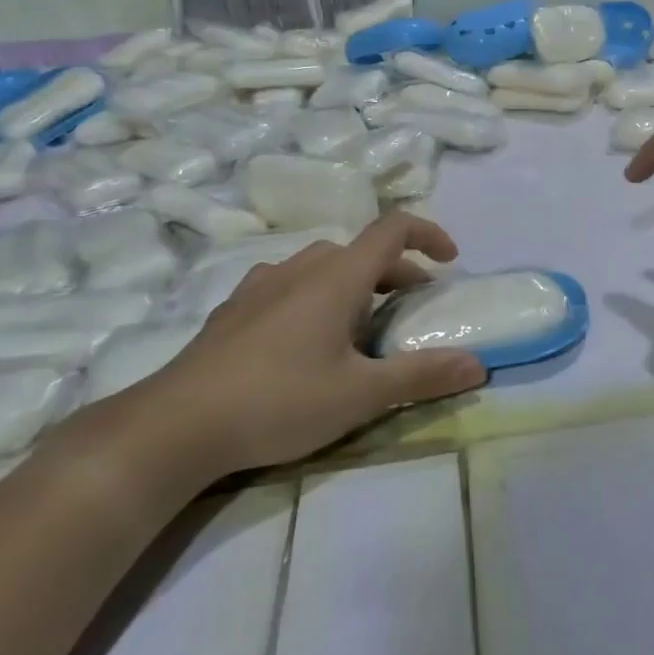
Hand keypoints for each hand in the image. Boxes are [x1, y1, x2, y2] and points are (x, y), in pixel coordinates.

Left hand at [128, 212, 485, 477]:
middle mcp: (300, 267)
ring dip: (355, 284)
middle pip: (361, 251)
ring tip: (361, 326)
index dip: (429, 234)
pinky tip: (304, 340)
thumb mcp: (361, 394)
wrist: (174, 425)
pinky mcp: (233, 309)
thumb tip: (479, 364)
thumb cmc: (280, 400)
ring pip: (322, 267)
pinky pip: (289, 285)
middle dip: (396, 272)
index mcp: (337, 276)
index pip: (393, 228)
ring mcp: (260, 285)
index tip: (450, 261)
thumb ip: (422, 375)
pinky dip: (315, 296)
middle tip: (411, 309)